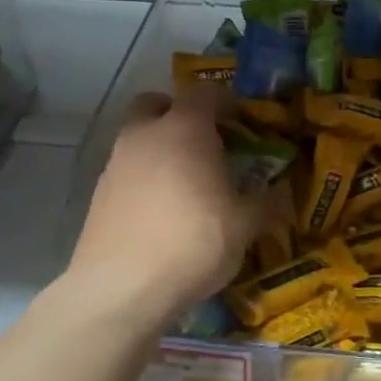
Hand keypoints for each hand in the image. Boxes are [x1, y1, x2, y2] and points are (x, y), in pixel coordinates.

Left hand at [68, 86, 266, 328]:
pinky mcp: (98, 194)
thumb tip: (282, 192)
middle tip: (205, 142)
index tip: (241, 122)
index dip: (225, 102)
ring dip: (160, 148)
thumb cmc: (193, 243)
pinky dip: (144, 178)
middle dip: (179, 115)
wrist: (122, 288)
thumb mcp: (245, 225)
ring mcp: (116, 163)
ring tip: (186, 184)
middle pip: (157, 104)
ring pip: (139, 138)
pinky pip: (127, 170)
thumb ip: (267, 202)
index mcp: (184, 129)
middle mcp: (145, 135)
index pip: (204, 93)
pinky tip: (161, 211)